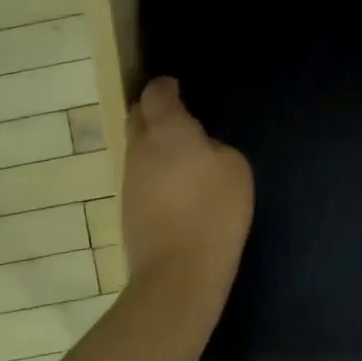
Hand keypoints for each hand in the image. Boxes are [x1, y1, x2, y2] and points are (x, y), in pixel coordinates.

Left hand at [119, 77, 253, 326]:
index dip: (166, 87)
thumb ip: (214, 146)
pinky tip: (176, 187)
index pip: (156, 93)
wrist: (178, 273)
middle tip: (178, 118)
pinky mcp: (127, 206)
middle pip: (138, 116)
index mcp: (167, 129)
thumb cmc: (213, 212)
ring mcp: (129, 178)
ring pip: (137, 147)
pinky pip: (140, 175)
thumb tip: (198, 148)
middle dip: (153, 111)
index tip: (178, 89)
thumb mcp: (234, 168)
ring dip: (154, 144)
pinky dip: (154, 172)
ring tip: (182, 156)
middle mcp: (140, 147)